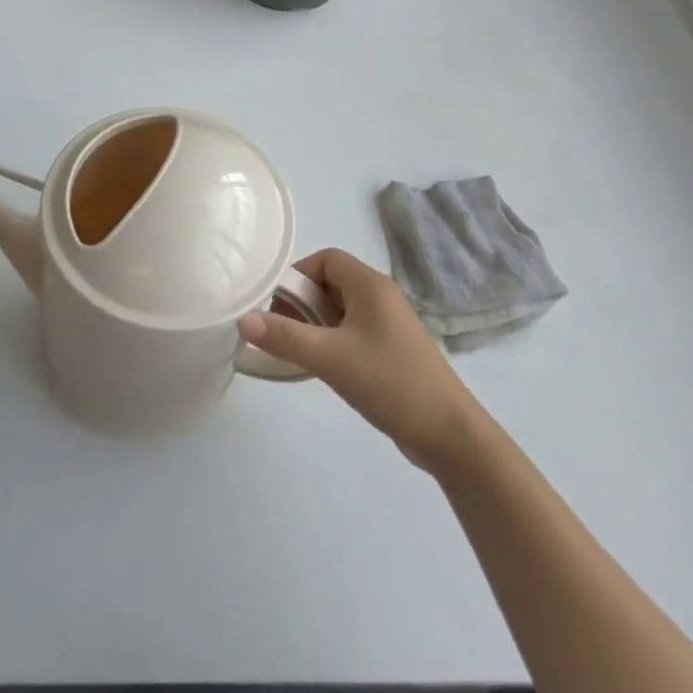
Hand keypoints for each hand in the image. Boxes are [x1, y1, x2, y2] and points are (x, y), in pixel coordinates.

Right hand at [239, 248, 483, 472]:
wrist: (449, 433)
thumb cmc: (389, 382)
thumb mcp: (330, 359)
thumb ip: (285, 337)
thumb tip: (243, 319)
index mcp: (370, 285)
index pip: (325, 259)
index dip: (297, 275)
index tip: (276, 305)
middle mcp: (381, 296)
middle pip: (332, 283)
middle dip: (302, 302)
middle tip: (281, 332)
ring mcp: (389, 324)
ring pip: (342, 310)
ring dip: (316, 324)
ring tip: (298, 352)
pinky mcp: (393, 350)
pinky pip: (354, 331)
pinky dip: (333, 341)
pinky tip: (324, 369)